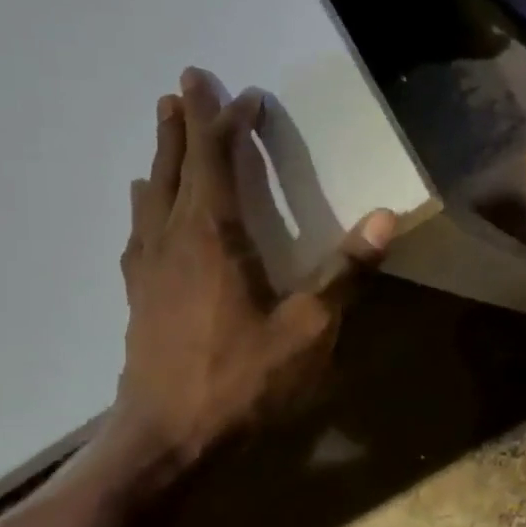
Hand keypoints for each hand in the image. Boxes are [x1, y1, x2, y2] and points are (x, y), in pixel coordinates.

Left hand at [94, 67, 395, 488]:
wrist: (168, 438)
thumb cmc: (243, 379)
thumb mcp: (309, 327)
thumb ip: (345, 271)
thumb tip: (387, 218)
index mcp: (211, 237)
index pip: (215, 161)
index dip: (223, 122)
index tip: (233, 91)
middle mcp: (171, 240)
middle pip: (173, 168)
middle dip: (181, 126)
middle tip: (180, 89)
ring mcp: (147, 269)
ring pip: (150, 197)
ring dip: (162, 161)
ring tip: (166, 137)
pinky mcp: (139, 297)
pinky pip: (140, 231)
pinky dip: (148, 205)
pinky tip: (148, 213)